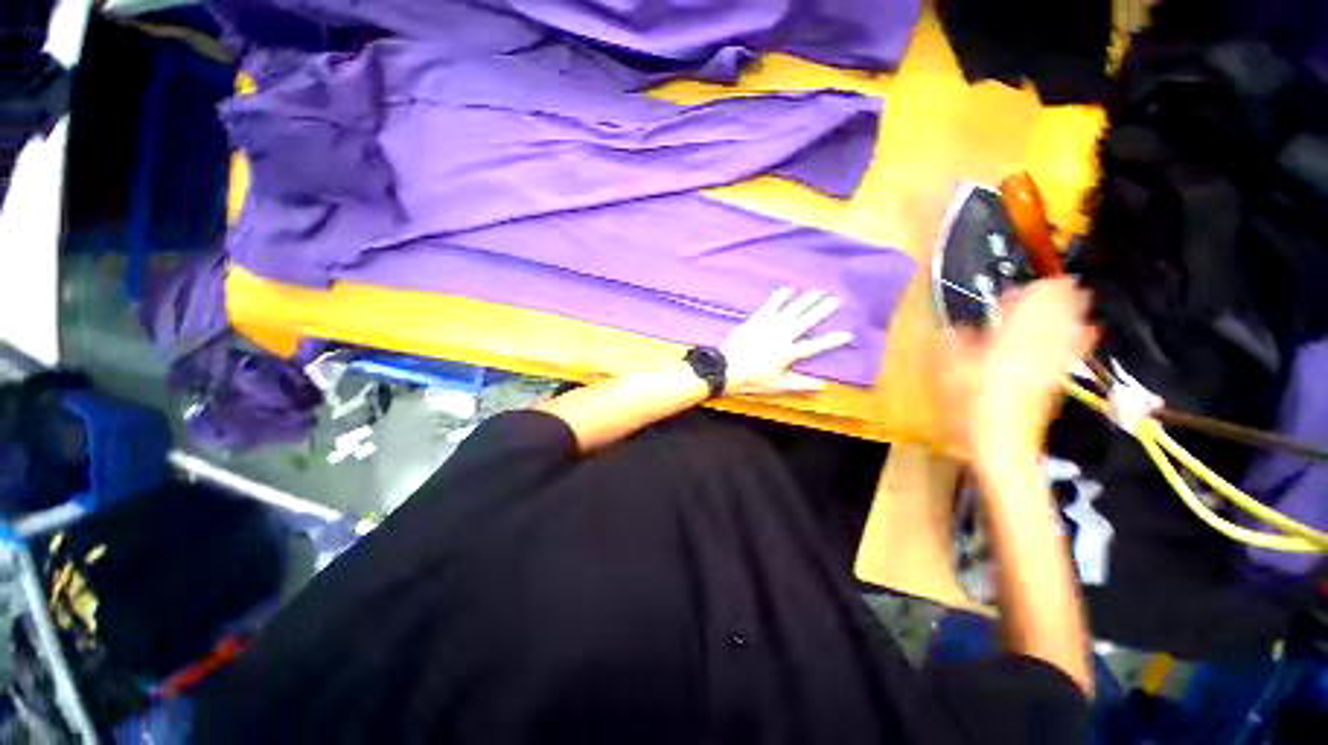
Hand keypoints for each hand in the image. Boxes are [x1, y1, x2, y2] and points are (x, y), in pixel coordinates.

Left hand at [720, 288, 853, 395]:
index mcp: (789, 353)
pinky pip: (770, 306)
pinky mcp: (756, 320)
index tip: (848, 334)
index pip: (815, 346)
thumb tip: (823, 386)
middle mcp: (782, 336)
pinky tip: (787, 289)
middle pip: (806, 321)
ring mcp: (769, 326)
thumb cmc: (752, 379)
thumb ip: (800, 384)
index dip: (832, 341)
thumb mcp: (777, 386)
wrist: (726, 368)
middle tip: (835, 300)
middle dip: (821, 311)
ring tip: (818, 292)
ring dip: (805, 300)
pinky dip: (779, 298)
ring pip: (791, 310)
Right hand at [939, 278, 1096, 464]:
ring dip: (1073, 310)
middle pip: (1051, 315)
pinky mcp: (1057, 380)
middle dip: (1057, 295)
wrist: (1001, 444)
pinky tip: (1089, 328)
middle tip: (1059, 279)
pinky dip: (1082, 337)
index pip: (1023, 310)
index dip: (1028, 293)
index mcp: (1004, 344)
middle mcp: (1033, 348)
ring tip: (1078, 292)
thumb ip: (955, 346)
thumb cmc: (967, 407)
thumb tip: (962, 327)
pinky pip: (1073, 353)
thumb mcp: (948, 375)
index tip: (1026, 282)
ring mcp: (1049, 364)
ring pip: (1067, 329)